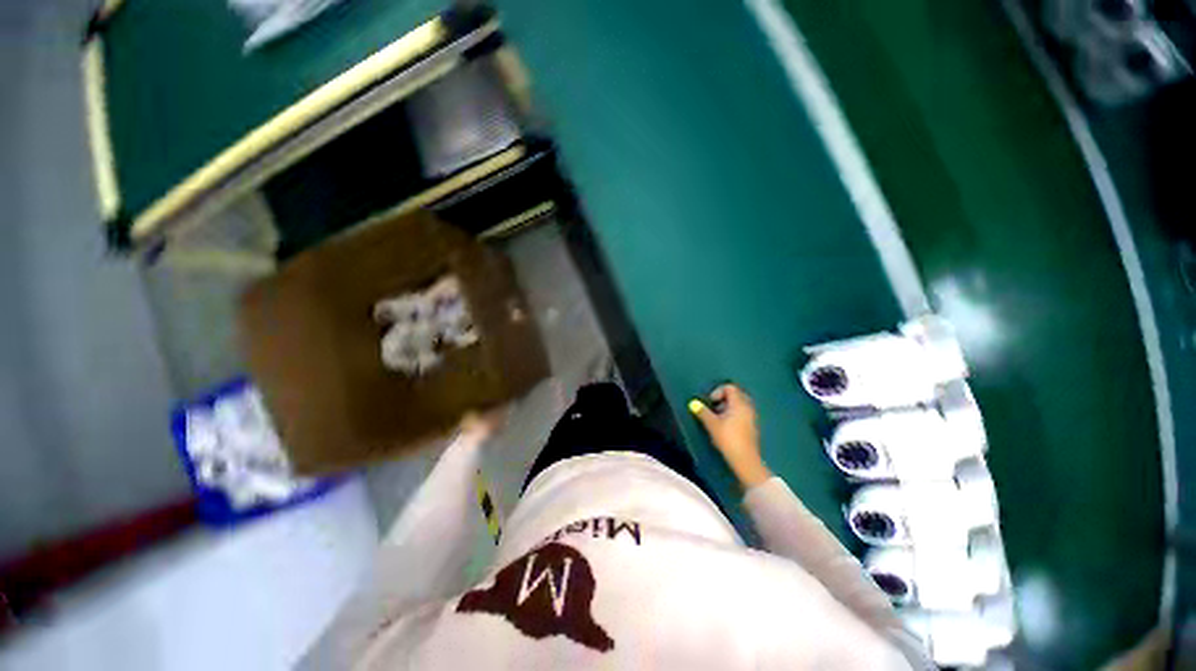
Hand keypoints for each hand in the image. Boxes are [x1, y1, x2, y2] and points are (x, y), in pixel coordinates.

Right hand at [689, 384, 771, 487]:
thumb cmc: (727, 438)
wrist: (745, 460)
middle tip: (714, 407)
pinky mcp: (752, 426)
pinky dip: (734, 414)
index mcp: (739, 404)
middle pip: (736, 394)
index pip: (730, 387)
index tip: (711, 402)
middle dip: (723, 398)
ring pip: (739, 405)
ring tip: (718, 417)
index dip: (718, 391)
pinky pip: (743, 413)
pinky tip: (726, 426)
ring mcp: (752, 417)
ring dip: (728, 407)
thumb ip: (702, 412)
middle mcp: (748, 407)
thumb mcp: (712, 424)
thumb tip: (693, 403)